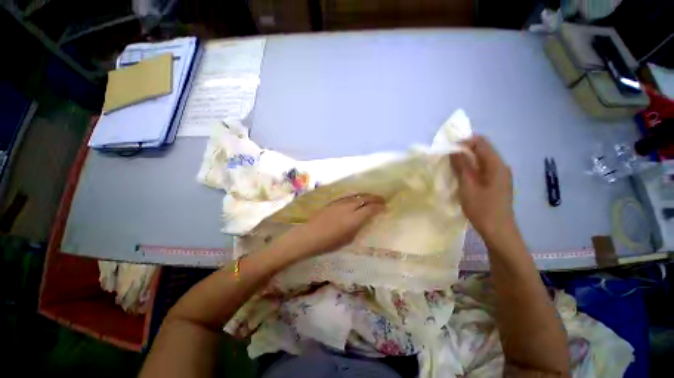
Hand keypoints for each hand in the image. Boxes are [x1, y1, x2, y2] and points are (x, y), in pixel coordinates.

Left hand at [280, 194, 385, 257]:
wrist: (309, 235)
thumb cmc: (329, 242)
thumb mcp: (348, 238)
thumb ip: (358, 227)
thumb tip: (365, 219)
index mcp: (354, 218)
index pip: (371, 208)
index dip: (379, 207)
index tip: (385, 207)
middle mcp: (349, 207)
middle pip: (365, 198)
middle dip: (375, 198)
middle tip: (382, 200)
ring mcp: (340, 203)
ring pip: (357, 195)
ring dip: (366, 195)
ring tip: (372, 197)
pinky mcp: (333, 202)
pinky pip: (349, 197)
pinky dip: (356, 196)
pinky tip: (358, 199)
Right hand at [450, 135, 514, 239]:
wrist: (498, 230)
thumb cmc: (482, 208)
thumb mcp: (468, 186)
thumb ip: (461, 166)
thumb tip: (454, 150)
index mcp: (497, 165)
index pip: (481, 143)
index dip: (464, 141)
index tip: (448, 147)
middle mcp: (501, 167)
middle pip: (483, 150)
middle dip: (465, 149)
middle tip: (447, 156)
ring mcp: (500, 175)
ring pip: (483, 159)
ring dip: (467, 159)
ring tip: (452, 164)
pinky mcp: (497, 183)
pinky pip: (484, 168)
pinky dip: (472, 167)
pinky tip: (462, 174)